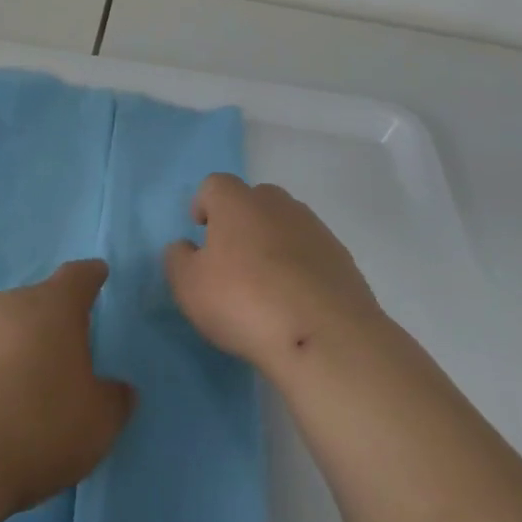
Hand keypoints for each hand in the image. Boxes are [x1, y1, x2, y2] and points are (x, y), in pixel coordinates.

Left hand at [0, 260, 133, 516]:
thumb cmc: (38, 426)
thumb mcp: (96, 423)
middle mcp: (11, 303)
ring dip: (18, 345)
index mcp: (54, 306)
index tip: (98, 274)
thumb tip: (120, 389)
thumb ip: (114, 400)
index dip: (91, 276)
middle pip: (38, 300)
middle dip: (53, 319)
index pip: (78, 276)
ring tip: (29, 383)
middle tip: (68, 348)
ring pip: (5, 327)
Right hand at [165, 174, 384, 377]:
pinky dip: (301, 267)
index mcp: (237, 202)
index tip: (201, 232)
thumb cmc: (244, 302)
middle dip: (241, 221)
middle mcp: (277, 204)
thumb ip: (178, 260)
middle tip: (233, 258)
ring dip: (273, 243)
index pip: (215, 185)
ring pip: (286, 224)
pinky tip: (295, 301)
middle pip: (254, 199)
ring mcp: (314, 229)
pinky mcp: (342, 258)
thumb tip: (185, 247)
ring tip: (267, 284)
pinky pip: (311, 252)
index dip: (204, 204)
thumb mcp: (189, 286)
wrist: (323, 336)